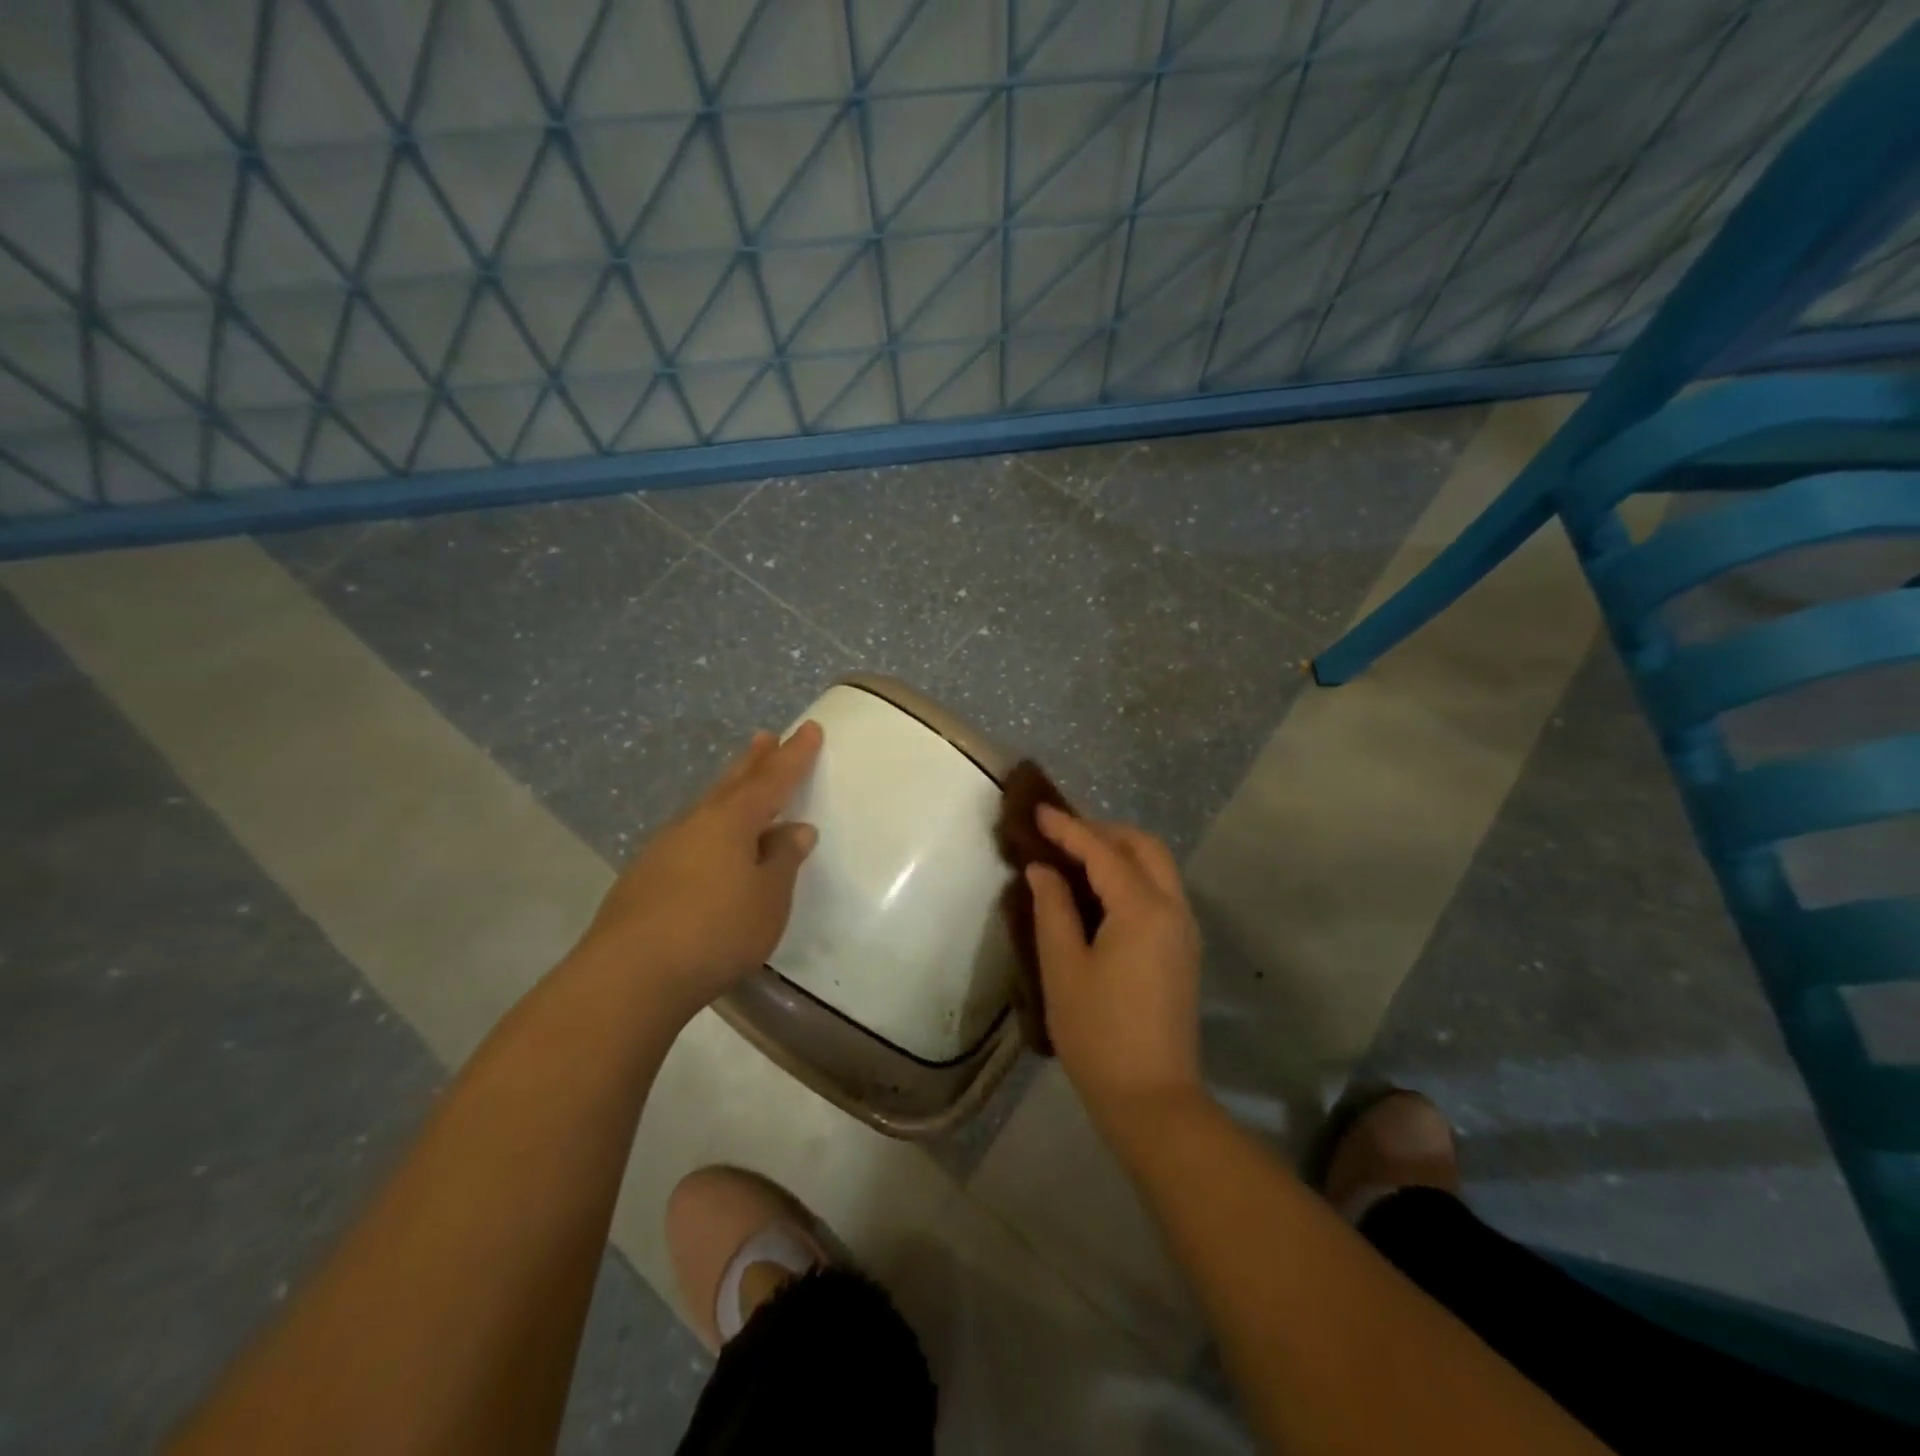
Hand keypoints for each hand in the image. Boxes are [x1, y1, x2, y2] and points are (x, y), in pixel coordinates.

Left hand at [575, 722, 822, 1019]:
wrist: (629, 976)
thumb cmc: (716, 931)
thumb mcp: (768, 898)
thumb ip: (783, 861)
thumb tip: (795, 829)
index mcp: (732, 821)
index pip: (772, 779)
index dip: (795, 755)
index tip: (810, 728)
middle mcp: (696, 824)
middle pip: (731, 783)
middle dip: (753, 760)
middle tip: (765, 737)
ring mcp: (664, 848)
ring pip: (705, 808)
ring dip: (727, 791)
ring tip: (740, 783)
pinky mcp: (644, 877)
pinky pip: (688, 836)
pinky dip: (708, 828)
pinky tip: (707, 844)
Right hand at [1027, 806, 1203, 1129]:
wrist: (1152, 1099)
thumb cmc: (1098, 1033)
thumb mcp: (1063, 968)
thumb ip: (1053, 909)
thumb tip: (1043, 870)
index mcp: (1142, 909)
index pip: (1102, 851)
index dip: (1068, 828)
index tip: (1038, 811)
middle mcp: (1173, 909)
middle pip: (1143, 847)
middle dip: (1102, 831)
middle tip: (1060, 835)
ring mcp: (1184, 930)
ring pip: (1157, 867)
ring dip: (1119, 852)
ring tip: (1075, 857)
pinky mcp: (1183, 949)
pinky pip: (1160, 891)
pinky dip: (1131, 875)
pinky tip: (1099, 892)